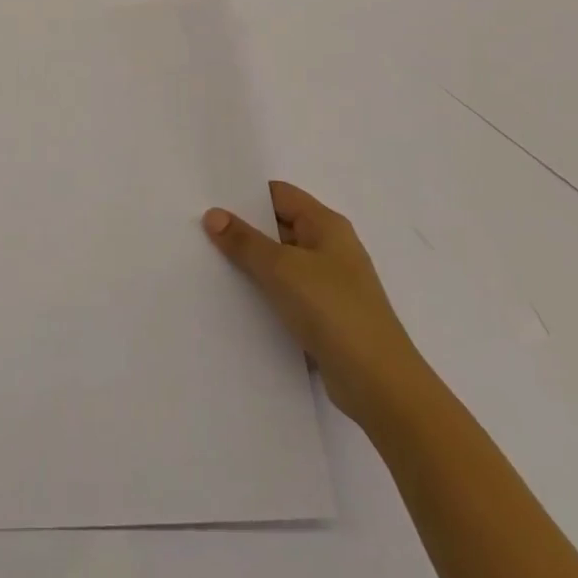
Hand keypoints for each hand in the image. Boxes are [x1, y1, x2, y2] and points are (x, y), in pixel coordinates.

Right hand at [204, 182, 426, 424]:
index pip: (280, 194)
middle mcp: (330, 248)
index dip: (246, 194)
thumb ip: (245, 241)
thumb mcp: (282, 269)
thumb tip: (213, 214)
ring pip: (280, 262)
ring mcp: (329, 284)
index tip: (209, 198)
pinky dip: (263, 292)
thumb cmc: (333, 310)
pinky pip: (286, 293)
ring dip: (251, 263)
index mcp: (327, 226)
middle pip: (279, 226)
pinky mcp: (325, 316)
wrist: (378, 383)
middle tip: (199, 230)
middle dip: (243, 229)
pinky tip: (234, 299)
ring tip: (207, 263)